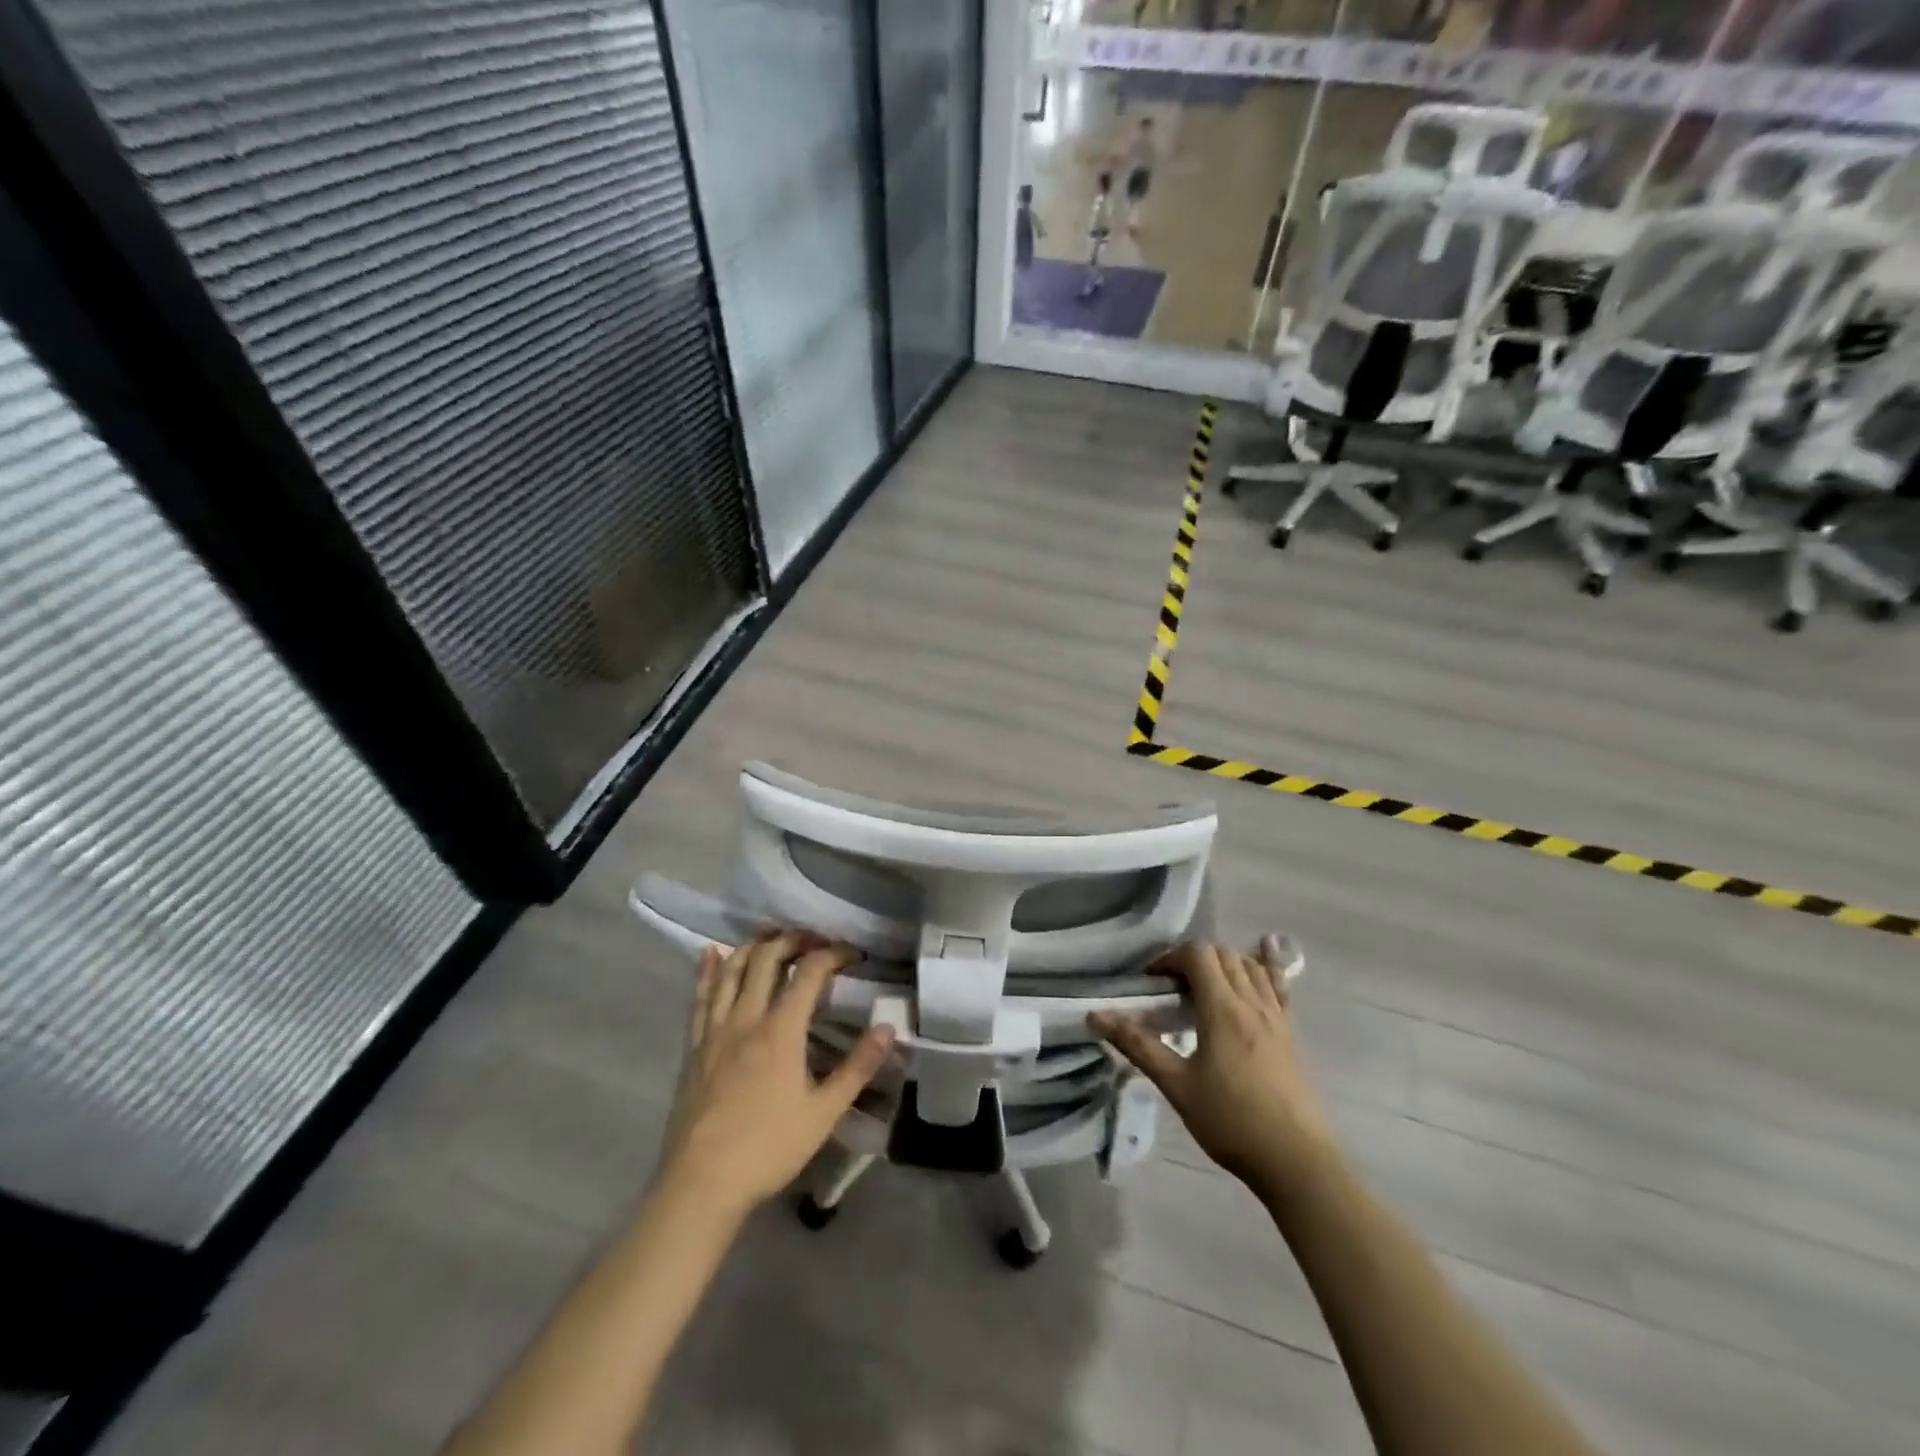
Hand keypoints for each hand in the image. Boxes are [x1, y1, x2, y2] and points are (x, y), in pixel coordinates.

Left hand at [655, 930, 893, 1219]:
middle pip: (767, 958)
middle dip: (794, 939)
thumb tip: (889, 1028)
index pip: (810, 972)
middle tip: (815, 939)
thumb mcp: (824, 1113)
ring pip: (732, 970)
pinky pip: (701, 998)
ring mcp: (715, 1030)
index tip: (854, 955)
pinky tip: (711, 953)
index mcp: (781, 1029)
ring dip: (754, 945)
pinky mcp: (694, 1047)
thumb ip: (858, 1067)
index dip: (833, 954)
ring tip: (772, 935)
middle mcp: (746, 1017)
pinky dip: (709, 970)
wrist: (701, 1184)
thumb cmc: (768, 1148)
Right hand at [1090, 940, 1337, 1204]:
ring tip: (1204, 985)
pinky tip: (1264, 953)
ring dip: (1224, 962)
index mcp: (1222, 1010)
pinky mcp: (1291, 1033)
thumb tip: (1096, 1015)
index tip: (1152, 981)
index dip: (1170, 958)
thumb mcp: (1177, 1085)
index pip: (1197, 955)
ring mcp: (1277, 1017)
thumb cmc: (1231, 1122)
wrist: (1297, 1162)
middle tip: (1172, 986)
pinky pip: (1278, 985)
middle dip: (1193, 959)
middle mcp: (1251, 1003)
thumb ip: (1138, 1046)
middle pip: (1223, 954)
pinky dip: (1266, 965)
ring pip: (1250, 965)